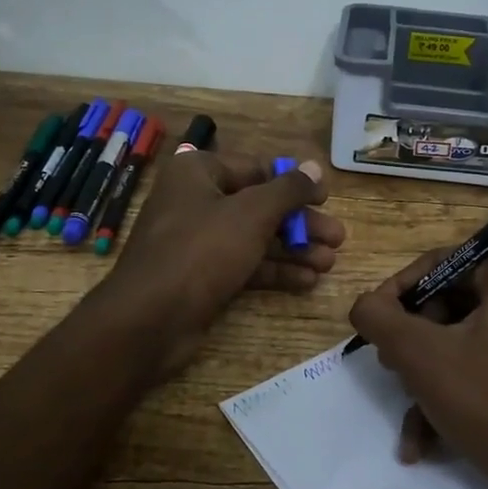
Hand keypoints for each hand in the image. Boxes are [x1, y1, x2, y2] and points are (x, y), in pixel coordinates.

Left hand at [94, 149, 345, 377]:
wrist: (149, 321)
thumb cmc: (202, 251)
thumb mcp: (252, 214)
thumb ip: (288, 189)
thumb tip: (315, 167)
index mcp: (198, 172)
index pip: (256, 168)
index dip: (294, 182)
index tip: (327, 198)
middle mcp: (195, 200)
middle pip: (259, 205)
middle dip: (300, 223)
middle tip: (338, 238)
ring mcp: (197, 241)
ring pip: (255, 237)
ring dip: (294, 249)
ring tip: (330, 262)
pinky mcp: (201, 276)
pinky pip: (244, 264)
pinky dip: (275, 270)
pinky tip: (308, 281)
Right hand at [347, 244, 487, 488]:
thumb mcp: (423, 357)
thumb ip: (381, 318)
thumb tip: (363, 304)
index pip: (438, 264)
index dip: (397, 295)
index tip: (371, 329)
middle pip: (449, 303)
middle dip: (414, 345)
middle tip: (390, 371)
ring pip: (462, 340)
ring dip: (427, 379)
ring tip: (409, 419)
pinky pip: (485, 364)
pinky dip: (454, 394)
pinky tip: (426, 440)